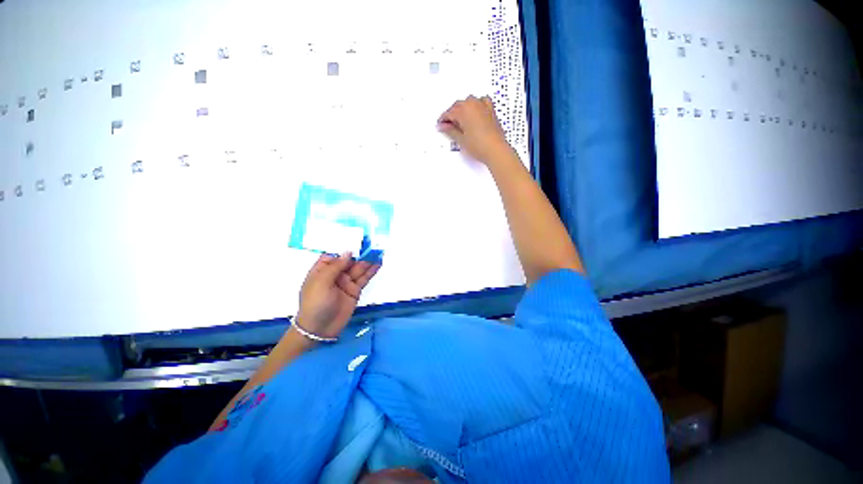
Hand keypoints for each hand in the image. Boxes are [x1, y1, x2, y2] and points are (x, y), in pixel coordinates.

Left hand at [296, 252, 380, 338]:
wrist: (319, 329)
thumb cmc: (315, 303)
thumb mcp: (321, 282)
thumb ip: (335, 266)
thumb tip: (348, 252)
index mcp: (322, 270)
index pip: (335, 255)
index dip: (345, 250)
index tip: (357, 242)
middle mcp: (335, 274)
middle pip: (349, 261)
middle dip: (360, 254)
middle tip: (373, 246)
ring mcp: (346, 282)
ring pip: (358, 269)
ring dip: (368, 261)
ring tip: (379, 252)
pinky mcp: (355, 291)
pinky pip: (364, 278)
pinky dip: (371, 271)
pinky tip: (378, 264)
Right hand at [437, 95, 511, 164]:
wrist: (495, 150)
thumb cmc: (480, 146)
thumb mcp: (461, 140)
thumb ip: (450, 130)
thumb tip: (443, 126)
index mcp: (464, 111)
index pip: (449, 112)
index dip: (443, 119)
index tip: (440, 125)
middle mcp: (473, 105)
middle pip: (458, 105)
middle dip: (452, 113)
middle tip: (448, 125)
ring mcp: (483, 106)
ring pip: (469, 101)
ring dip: (463, 108)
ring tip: (459, 120)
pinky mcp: (491, 111)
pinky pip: (482, 101)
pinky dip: (476, 104)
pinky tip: (474, 111)